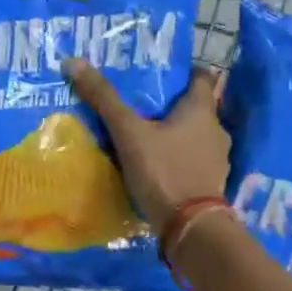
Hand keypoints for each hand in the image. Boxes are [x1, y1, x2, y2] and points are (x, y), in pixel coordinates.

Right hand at [64, 61, 229, 230]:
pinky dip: (179, 157)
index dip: (183, 72)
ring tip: (148, 135)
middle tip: (143, 103)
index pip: (201, 77)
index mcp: (201, 110)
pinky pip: (194, 160)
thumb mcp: (129, 134)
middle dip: (172, 105)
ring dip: (176, 133)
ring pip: (195, 135)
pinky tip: (159, 164)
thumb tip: (74, 62)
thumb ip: (105, 100)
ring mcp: (217, 159)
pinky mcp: (212, 183)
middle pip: (196, 108)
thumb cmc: (164, 171)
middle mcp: (216, 130)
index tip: (160, 73)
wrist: (191, 228)